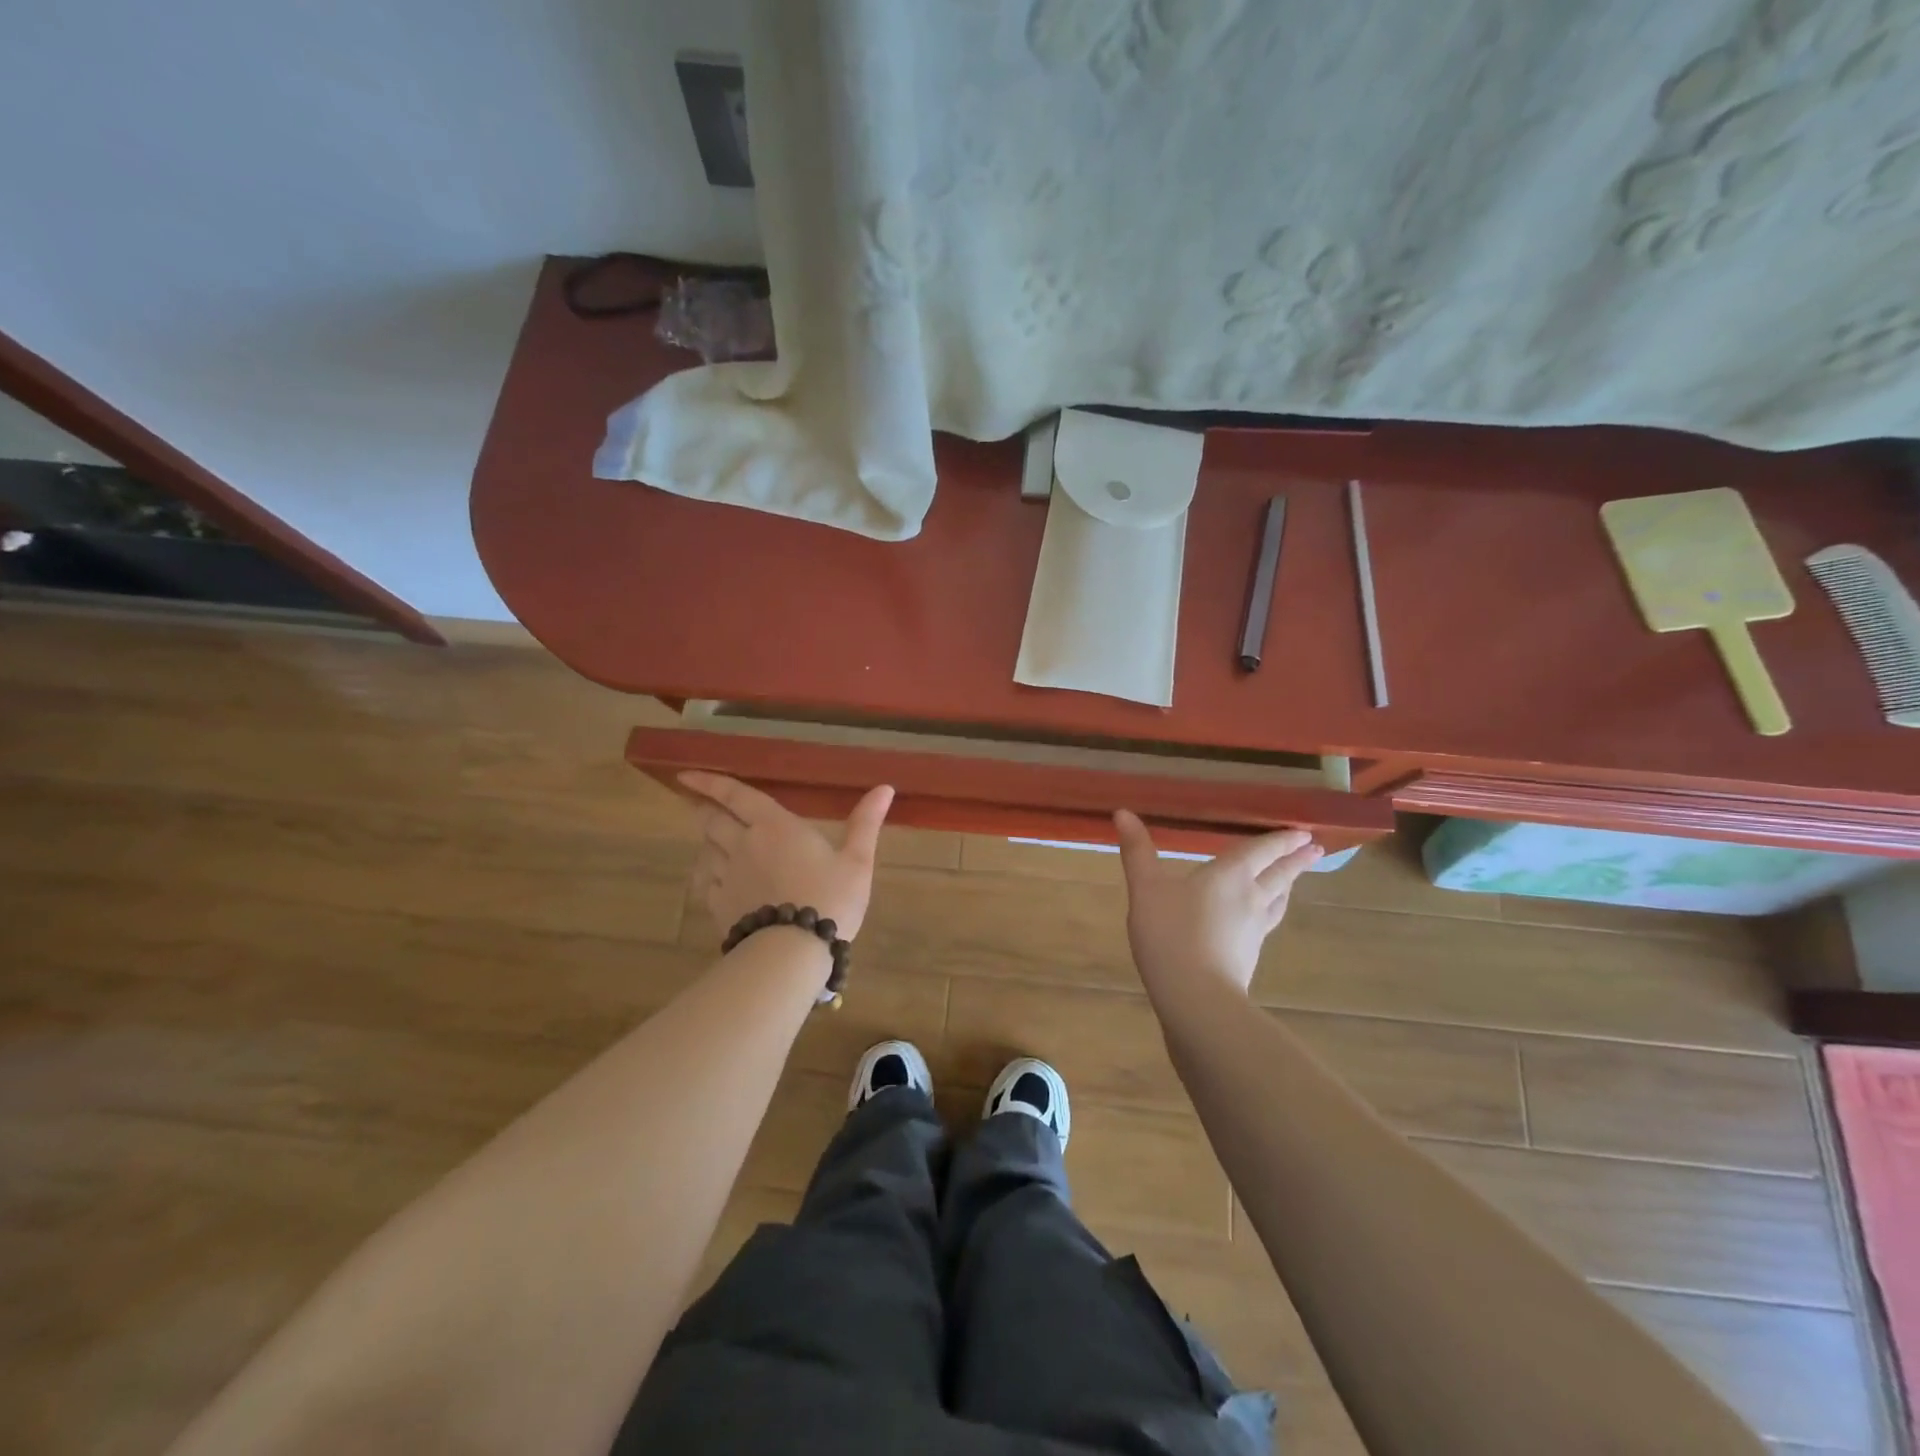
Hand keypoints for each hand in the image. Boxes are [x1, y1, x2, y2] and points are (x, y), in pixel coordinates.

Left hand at [681, 772, 894, 940]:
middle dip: (704, 809)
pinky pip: (706, 882)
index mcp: (774, 826)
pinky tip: (717, 879)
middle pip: (712, 821)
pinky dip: (709, 874)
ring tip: (714, 841)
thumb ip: (865, 822)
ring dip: (709, 842)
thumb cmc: (830, 898)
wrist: (793, 952)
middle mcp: (743, 845)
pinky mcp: (719, 906)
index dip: (710, 782)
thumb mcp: (857, 860)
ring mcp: (727, 877)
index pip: (735, 795)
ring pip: (707, 851)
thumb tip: (885, 788)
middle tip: (699, 804)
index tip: (686, 775)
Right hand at [1113, 810, 1322, 995]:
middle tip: (1314, 849)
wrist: (1195, 997)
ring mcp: (1254, 931)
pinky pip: (1267, 925)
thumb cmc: (1170, 933)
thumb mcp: (1145, 888)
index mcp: (1230, 875)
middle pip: (1279, 875)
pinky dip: (1271, 913)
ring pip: (1277, 901)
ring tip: (1294, 880)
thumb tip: (1123, 812)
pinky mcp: (1249, 956)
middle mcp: (1250, 898)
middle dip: (1295, 861)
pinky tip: (1262, 920)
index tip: (1303, 831)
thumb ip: (1137, 851)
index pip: (1261, 851)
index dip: (1281, 840)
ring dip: (1288, 886)